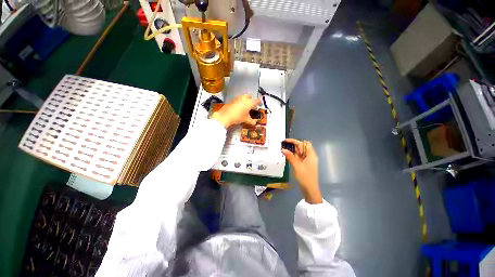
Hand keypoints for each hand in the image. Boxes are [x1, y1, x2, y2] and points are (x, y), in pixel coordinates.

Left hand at [211, 94, 260, 127]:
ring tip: (246, 107)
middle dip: (252, 100)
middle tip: (252, 106)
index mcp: (249, 102)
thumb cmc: (238, 117)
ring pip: (243, 97)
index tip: (260, 103)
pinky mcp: (232, 100)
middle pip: (249, 96)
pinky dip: (240, 102)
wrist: (224, 116)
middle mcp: (244, 98)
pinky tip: (239, 108)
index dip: (259, 102)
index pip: (257, 100)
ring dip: (246, 101)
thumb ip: (252, 121)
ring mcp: (237, 98)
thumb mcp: (246, 120)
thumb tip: (255, 123)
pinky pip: (238, 100)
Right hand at [282, 139, 321, 203]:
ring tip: (283, 150)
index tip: (286, 141)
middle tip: (283, 146)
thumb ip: (290, 156)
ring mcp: (307, 160)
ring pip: (299, 152)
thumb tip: (283, 149)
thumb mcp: (297, 166)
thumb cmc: (305, 177)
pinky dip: (293, 155)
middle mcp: (310, 156)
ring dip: (292, 150)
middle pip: (302, 147)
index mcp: (311, 155)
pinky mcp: (304, 164)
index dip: (296, 141)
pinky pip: (298, 157)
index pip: (304, 143)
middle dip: (293, 145)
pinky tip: (287, 156)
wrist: (310, 189)